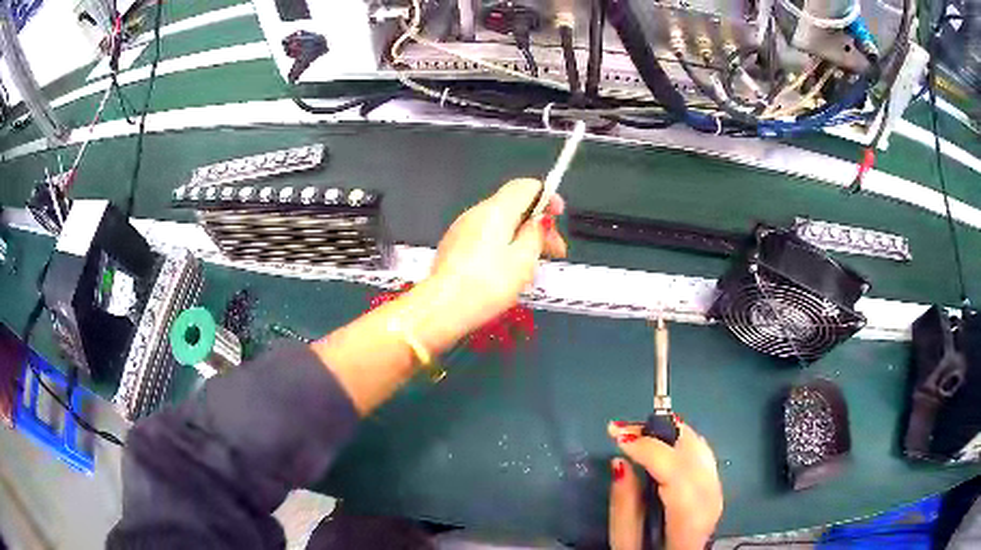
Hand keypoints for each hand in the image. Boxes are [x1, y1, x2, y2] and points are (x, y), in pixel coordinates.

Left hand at [430, 178, 566, 332]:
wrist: (442, 308)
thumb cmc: (486, 284)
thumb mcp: (524, 260)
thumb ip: (536, 234)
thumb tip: (539, 220)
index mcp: (496, 210)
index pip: (526, 186)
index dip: (547, 197)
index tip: (559, 215)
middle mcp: (476, 213)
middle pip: (514, 206)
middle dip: (537, 224)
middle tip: (554, 251)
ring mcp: (461, 229)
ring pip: (500, 224)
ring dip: (521, 238)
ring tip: (533, 266)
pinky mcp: (454, 246)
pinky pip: (485, 238)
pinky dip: (503, 246)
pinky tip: (508, 271)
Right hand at [608, 420, 722, 549]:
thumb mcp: (625, 542)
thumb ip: (623, 506)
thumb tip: (620, 462)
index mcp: (689, 519)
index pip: (677, 471)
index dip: (649, 448)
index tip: (616, 436)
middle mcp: (711, 499)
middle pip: (693, 452)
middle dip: (658, 432)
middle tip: (622, 429)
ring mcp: (718, 491)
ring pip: (700, 447)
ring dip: (669, 432)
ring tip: (637, 432)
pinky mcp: (716, 486)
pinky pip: (702, 453)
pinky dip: (681, 440)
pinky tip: (662, 441)